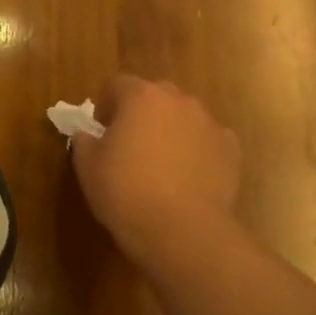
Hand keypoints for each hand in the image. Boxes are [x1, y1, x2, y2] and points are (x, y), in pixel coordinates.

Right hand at [70, 76, 242, 272]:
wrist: (181, 230)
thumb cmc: (125, 191)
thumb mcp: (86, 165)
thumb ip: (84, 140)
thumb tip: (89, 134)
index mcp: (141, 97)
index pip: (117, 84)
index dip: (105, 105)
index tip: (100, 130)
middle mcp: (179, 101)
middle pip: (155, 95)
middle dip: (141, 112)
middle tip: (129, 143)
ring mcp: (209, 124)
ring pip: (183, 116)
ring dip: (170, 129)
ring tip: (160, 163)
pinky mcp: (231, 150)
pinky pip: (207, 140)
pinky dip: (196, 150)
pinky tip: (186, 177)